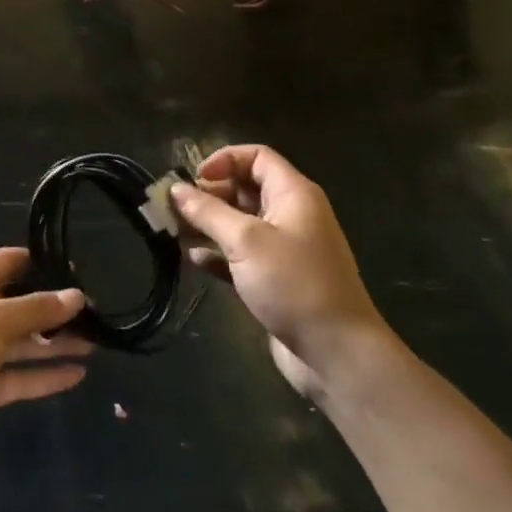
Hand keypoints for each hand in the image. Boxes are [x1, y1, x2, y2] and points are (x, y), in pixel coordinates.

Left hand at [0, 248, 89, 478]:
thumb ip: (37, 308)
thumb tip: (76, 295)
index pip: (9, 262)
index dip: (43, 265)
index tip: (81, 272)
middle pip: (18, 303)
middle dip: (54, 309)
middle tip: (97, 312)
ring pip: (21, 341)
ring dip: (54, 342)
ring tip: (97, 343)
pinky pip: (18, 375)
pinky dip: (44, 375)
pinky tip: (78, 375)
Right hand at [170, 145, 388, 403]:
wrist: (336, 354)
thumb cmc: (293, 284)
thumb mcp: (245, 241)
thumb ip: (207, 211)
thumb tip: (175, 189)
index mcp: (293, 194)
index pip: (256, 157)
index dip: (224, 160)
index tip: (194, 179)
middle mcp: (290, 214)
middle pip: (243, 189)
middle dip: (208, 195)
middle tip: (175, 208)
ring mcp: (283, 248)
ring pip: (238, 223)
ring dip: (207, 225)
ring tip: (175, 233)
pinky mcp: (275, 279)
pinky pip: (240, 254)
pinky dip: (218, 253)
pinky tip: (194, 260)